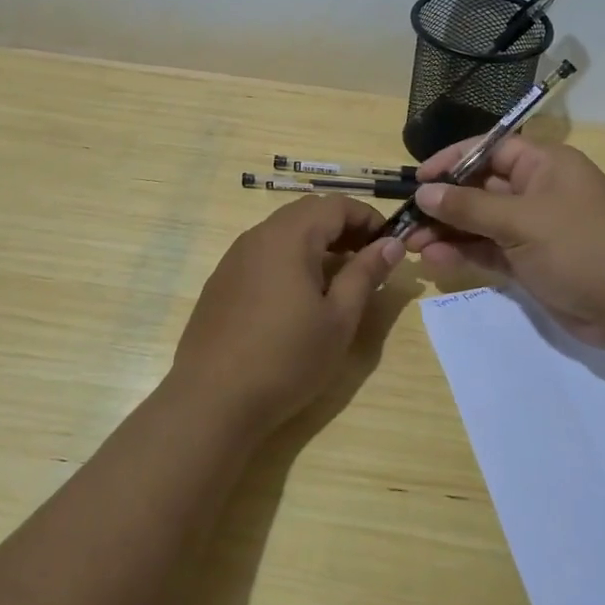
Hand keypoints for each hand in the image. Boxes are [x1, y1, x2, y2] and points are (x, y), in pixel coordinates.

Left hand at [170, 196, 405, 435]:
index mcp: (290, 236)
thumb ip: (365, 274)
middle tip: (368, 259)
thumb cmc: (286, 358)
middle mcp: (259, 235)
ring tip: (338, 279)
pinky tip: (298, 297)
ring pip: (284, 231)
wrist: (212, 399)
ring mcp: (235, 257)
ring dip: (316, 243)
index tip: (390, 245)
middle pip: (308, 212)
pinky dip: (290, 259)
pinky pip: (263, 253)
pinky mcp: (222, 280)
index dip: (369, 217)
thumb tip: (392, 244)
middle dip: (343, 228)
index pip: (336, 205)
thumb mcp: (339, 319)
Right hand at [405, 137, 604, 348]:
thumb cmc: (582, 246)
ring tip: (413, 245)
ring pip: (482, 223)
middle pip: (481, 188)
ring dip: (449, 232)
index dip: (452, 160)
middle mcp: (538, 191)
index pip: (489, 150)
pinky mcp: (533, 262)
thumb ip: (469, 207)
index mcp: (543, 165)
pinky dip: (465, 254)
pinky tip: (435, 260)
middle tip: (407, 221)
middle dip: (444, 203)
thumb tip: (425, 192)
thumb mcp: (522, 221)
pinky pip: (491, 251)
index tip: (418, 179)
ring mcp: (536, 229)